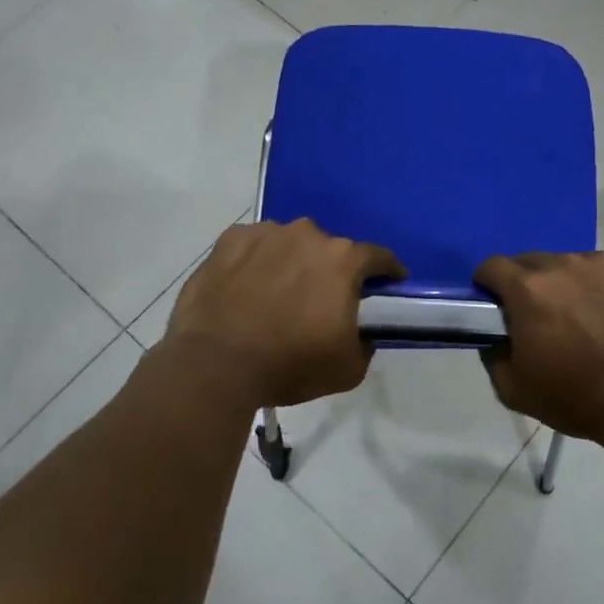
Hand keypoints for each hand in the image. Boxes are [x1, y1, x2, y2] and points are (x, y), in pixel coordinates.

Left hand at [165, 220, 404, 406]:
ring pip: (290, 244)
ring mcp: (266, 233)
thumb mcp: (348, 369)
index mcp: (343, 260)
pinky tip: (246, 287)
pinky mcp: (230, 240)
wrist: (214, 365)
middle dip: (331, 271)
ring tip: (277, 295)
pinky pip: (254, 246)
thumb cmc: (289, 365)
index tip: (388, 285)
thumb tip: (361, 332)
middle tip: (320, 302)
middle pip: (330, 250)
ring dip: (292, 263)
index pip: (378, 257)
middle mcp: (308, 235)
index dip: (387, 272)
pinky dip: (256, 261)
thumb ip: (365, 343)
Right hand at [474, 251, 603, 437]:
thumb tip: (495, 338)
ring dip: (579, 286)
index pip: (493, 266)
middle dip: (535, 286)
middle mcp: (566, 263)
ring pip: (581, 266)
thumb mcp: (514, 390)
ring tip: (597, 321)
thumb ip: (494, 356)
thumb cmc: (577, 398)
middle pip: (537, 263)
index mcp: (529, 288)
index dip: (490, 285)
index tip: (498, 305)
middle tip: (549, 319)